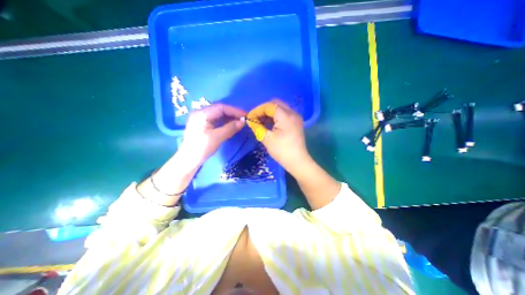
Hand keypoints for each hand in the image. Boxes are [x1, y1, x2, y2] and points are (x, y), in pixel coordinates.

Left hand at [181, 103, 245, 165]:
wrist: (188, 160)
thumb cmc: (201, 148)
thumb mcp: (217, 137)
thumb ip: (230, 128)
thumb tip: (243, 121)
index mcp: (202, 114)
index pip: (221, 107)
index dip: (234, 110)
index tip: (245, 115)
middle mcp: (201, 113)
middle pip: (220, 110)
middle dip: (233, 114)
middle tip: (244, 119)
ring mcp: (201, 119)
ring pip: (219, 115)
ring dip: (230, 118)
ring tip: (240, 122)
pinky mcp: (203, 125)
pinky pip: (216, 121)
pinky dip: (225, 122)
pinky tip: (232, 125)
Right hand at [248, 99, 308, 174]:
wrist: (297, 162)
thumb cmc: (282, 151)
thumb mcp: (266, 139)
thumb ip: (257, 127)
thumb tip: (249, 120)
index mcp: (286, 116)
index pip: (269, 106)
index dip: (257, 110)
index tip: (249, 118)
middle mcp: (293, 113)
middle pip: (275, 104)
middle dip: (263, 110)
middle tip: (255, 119)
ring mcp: (296, 117)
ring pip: (279, 109)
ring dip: (269, 114)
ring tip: (260, 122)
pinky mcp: (296, 122)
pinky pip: (284, 114)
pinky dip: (275, 117)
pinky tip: (269, 124)